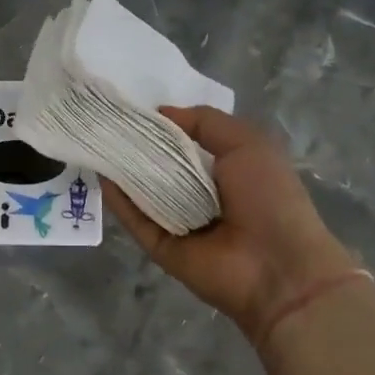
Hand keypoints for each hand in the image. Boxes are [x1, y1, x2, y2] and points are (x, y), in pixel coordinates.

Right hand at [103, 106, 360, 343]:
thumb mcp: (247, 143)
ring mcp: (178, 222)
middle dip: (136, 144)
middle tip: (106, 122)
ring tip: (95, 142)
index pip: (185, 142)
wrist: (279, 268)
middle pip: (159, 165)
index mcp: (225, 169)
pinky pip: (136, 221)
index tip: (132, 106)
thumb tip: (161, 112)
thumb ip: (205, 122)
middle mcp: (200, 194)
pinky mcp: (161, 247)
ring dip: (121, 170)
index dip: (162, 124)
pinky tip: (101, 176)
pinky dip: (119, 201)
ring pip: (143, 192)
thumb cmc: (269, 197)